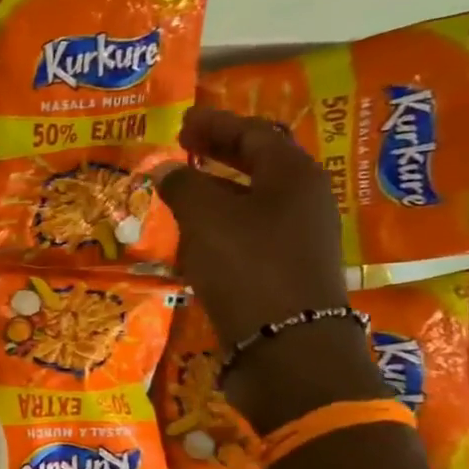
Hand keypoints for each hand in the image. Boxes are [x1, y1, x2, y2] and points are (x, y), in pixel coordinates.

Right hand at [152, 106, 385, 430]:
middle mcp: (302, 201)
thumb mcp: (206, 218)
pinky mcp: (282, 271)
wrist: (284, 345)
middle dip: (218, 152)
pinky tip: (192, 235)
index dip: (215, 124)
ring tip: (179, 189)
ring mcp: (295, 239)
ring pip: (251, 200)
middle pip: (258, 164)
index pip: (254, 133)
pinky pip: (246, 232)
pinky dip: (219, 224)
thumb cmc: (247, 266)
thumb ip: (183, 186)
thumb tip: (167, 169)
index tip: (182, 122)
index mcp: (293, 175)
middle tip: (181, 147)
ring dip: (216, 190)